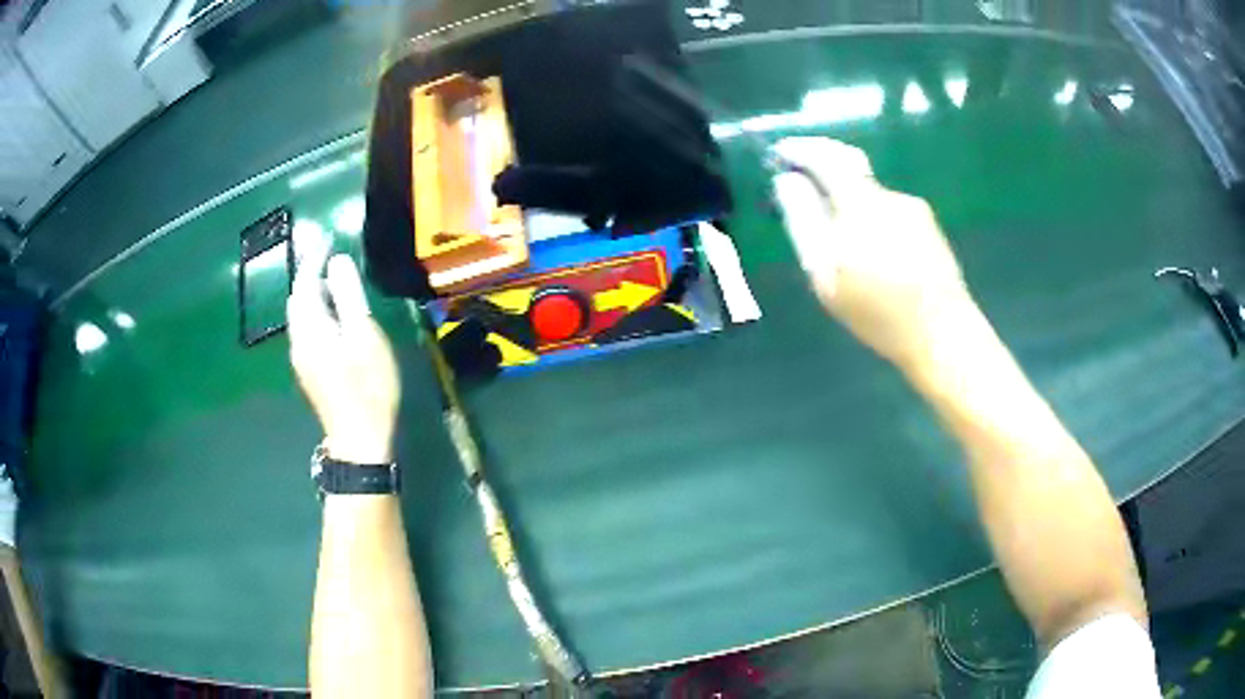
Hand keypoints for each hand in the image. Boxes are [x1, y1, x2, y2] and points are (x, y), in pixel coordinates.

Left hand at [288, 245, 399, 464]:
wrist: (360, 439)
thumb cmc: (366, 385)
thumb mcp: (363, 334)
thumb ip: (347, 294)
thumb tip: (336, 261)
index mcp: (310, 327)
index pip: (305, 281)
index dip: (314, 256)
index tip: (327, 235)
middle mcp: (298, 339)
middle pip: (298, 298)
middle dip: (311, 273)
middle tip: (331, 256)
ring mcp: (302, 358)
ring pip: (302, 315)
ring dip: (314, 294)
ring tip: (336, 283)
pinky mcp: (310, 371)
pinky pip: (308, 330)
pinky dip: (318, 312)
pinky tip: (335, 318)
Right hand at [772, 137, 978, 371]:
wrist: (942, 333)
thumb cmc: (879, 312)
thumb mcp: (827, 274)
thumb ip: (804, 221)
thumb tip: (787, 182)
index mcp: (860, 204)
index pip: (824, 157)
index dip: (799, 150)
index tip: (781, 155)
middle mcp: (887, 196)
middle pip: (848, 168)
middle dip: (822, 169)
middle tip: (803, 186)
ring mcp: (912, 208)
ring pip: (869, 193)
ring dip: (849, 201)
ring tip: (841, 239)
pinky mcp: (928, 224)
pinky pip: (889, 210)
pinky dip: (871, 218)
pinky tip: (874, 254)